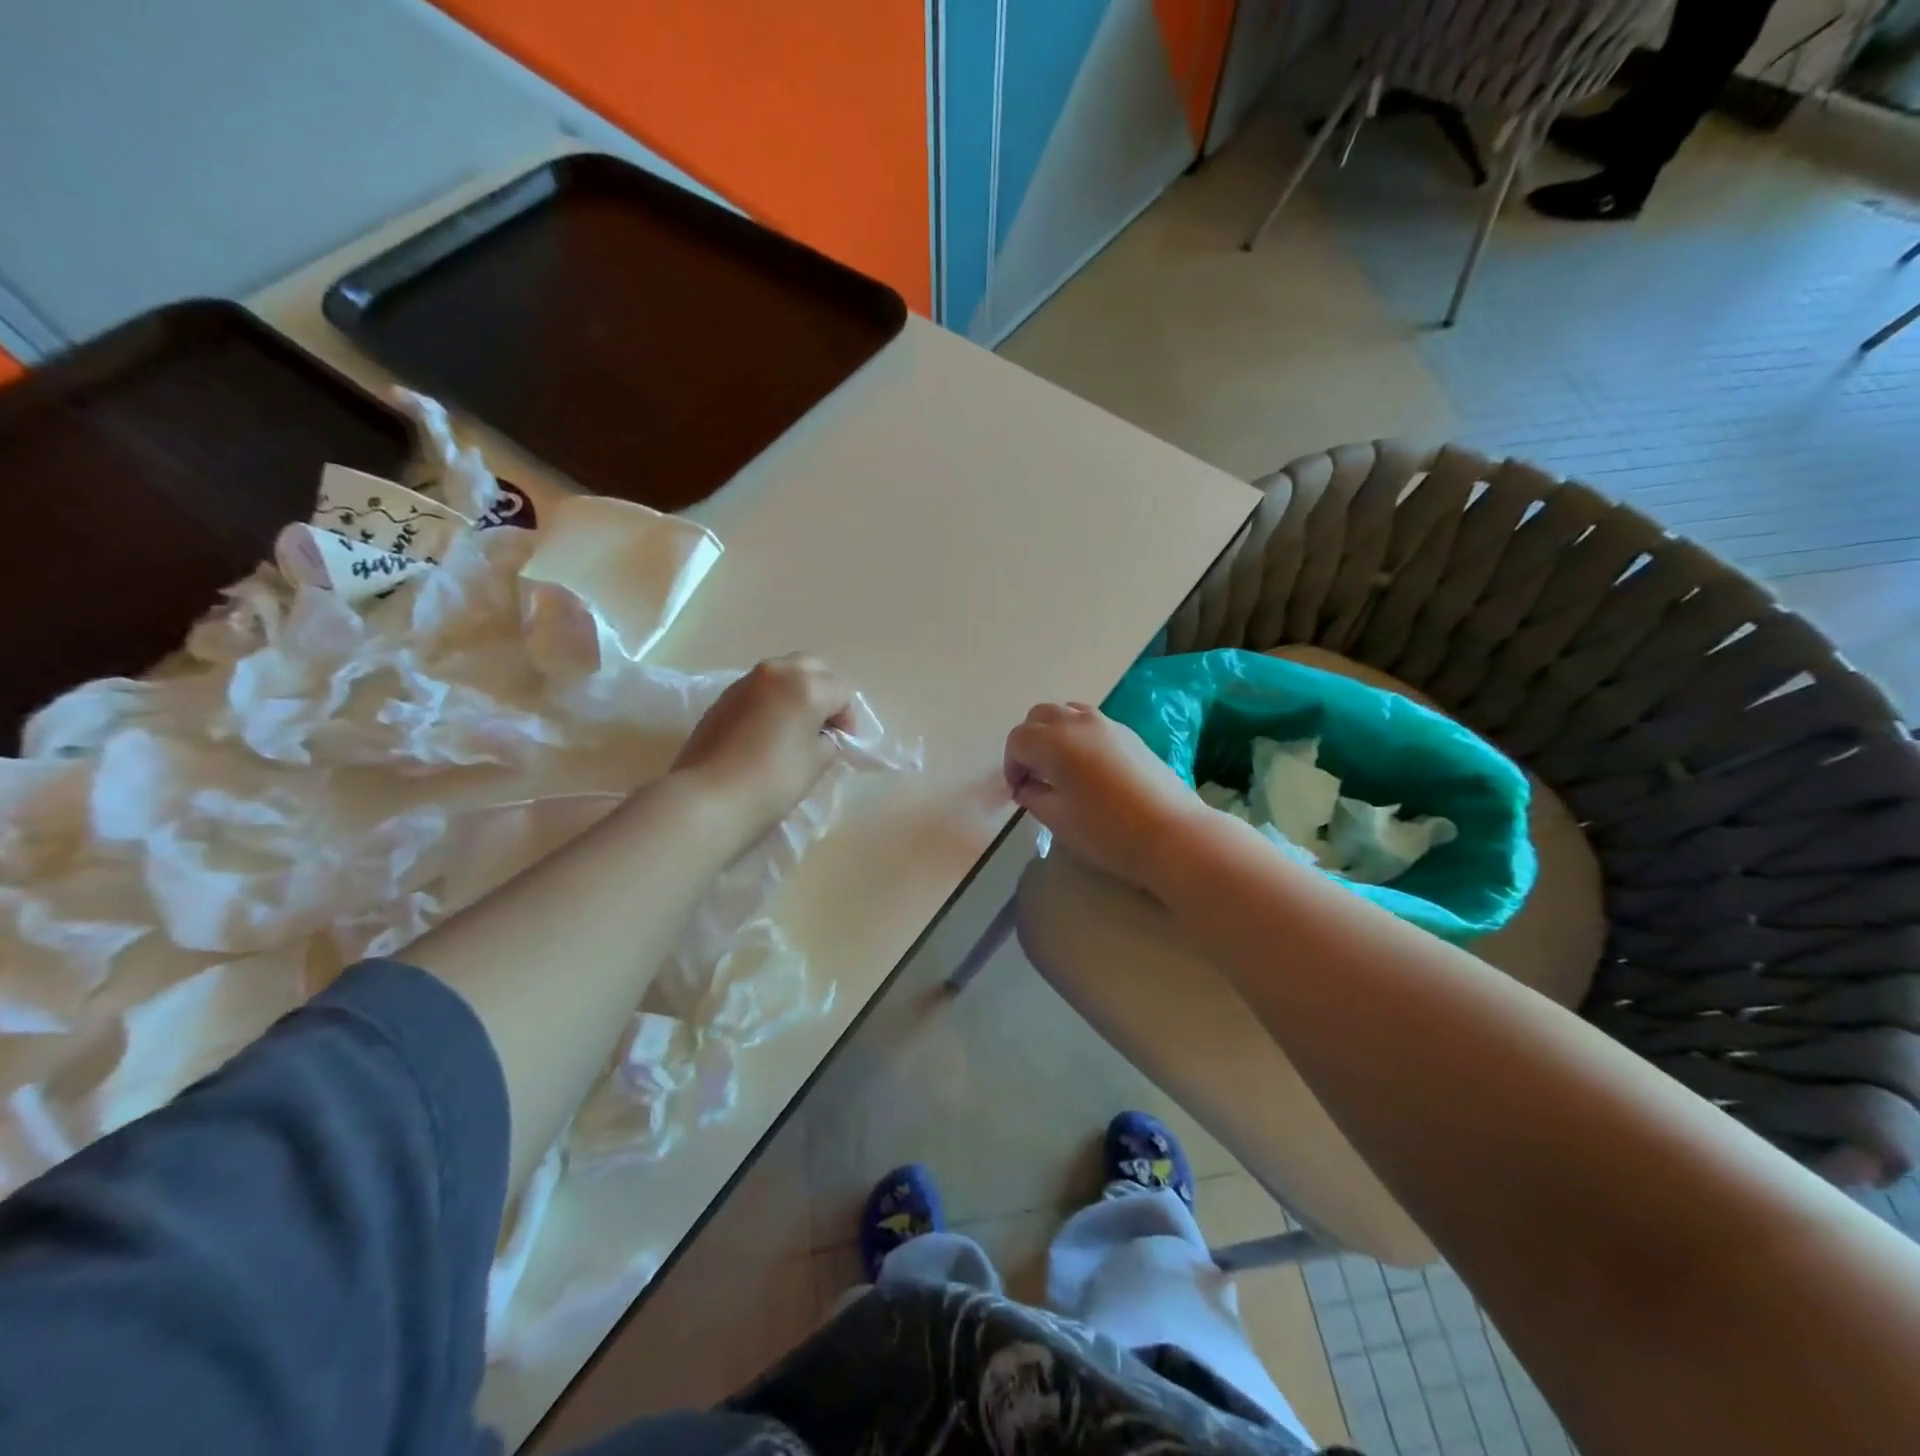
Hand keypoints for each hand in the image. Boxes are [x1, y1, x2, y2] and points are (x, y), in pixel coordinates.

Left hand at [672, 655, 853, 853]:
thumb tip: (821, 735)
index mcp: (806, 685)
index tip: (842, 744)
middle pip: (812, 668)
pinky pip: (759, 689)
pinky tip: (767, 732)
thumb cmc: (774, 779)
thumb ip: (827, 740)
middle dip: (824, 691)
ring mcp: (746, 682)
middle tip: (823, 724)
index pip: (841, 692)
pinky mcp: (723, 697)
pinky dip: (771, 701)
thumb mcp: (817, 762)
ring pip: (782, 674)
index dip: (847, 718)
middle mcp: (777, 672)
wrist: (710, 797)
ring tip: (794, 727)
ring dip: (795, 692)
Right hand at [1003, 703, 1212, 893]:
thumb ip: (1032, 795)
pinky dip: (1077, 735)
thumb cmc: (1106, 830)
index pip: (1018, 740)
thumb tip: (1026, 786)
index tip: (1019, 792)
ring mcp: (1106, 723)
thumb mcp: (1057, 819)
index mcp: (1053, 741)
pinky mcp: (1128, 733)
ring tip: (1060, 768)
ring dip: (1054, 734)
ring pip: (1066, 712)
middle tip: (1034, 776)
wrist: (1172, 833)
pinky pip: (1090, 722)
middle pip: (1039, 716)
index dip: (1011, 765)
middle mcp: (1077, 722)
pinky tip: (1087, 768)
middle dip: (1029, 742)